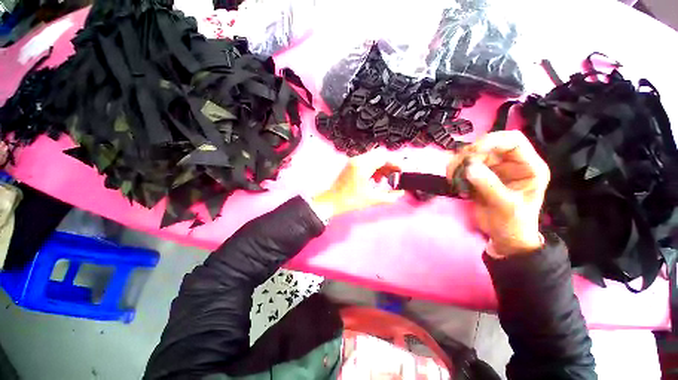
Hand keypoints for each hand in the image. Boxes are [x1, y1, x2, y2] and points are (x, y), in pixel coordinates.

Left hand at [312, 150, 404, 218]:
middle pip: (379, 155)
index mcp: (363, 166)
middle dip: (389, 164)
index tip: (401, 171)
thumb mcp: (371, 199)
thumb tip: (400, 193)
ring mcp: (353, 162)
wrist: (331, 201)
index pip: (384, 157)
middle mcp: (358, 160)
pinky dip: (373, 168)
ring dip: (381, 166)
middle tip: (393, 175)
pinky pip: (366, 161)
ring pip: (373, 158)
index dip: (395, 163)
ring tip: (383, 179)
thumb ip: (389, 197)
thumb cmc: (348, 200)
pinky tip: (374, 179)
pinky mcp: (351, 165)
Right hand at [447, 131, 549, 256]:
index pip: (513, 141)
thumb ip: (489, 185)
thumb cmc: (514, 223)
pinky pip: (463, 167)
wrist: (504, 237)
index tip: (472, 153)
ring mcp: (493, 169)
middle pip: (487, 146)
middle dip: (470, 154)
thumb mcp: (506, 206)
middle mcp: (510, 163)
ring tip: (452, 178)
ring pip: (471, 155)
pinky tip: (453, 182)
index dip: (492, 141)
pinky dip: (454, 171)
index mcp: (528, 166)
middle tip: (457, 168)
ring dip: (458, 164)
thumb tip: (469, 167)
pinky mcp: (478, 176)